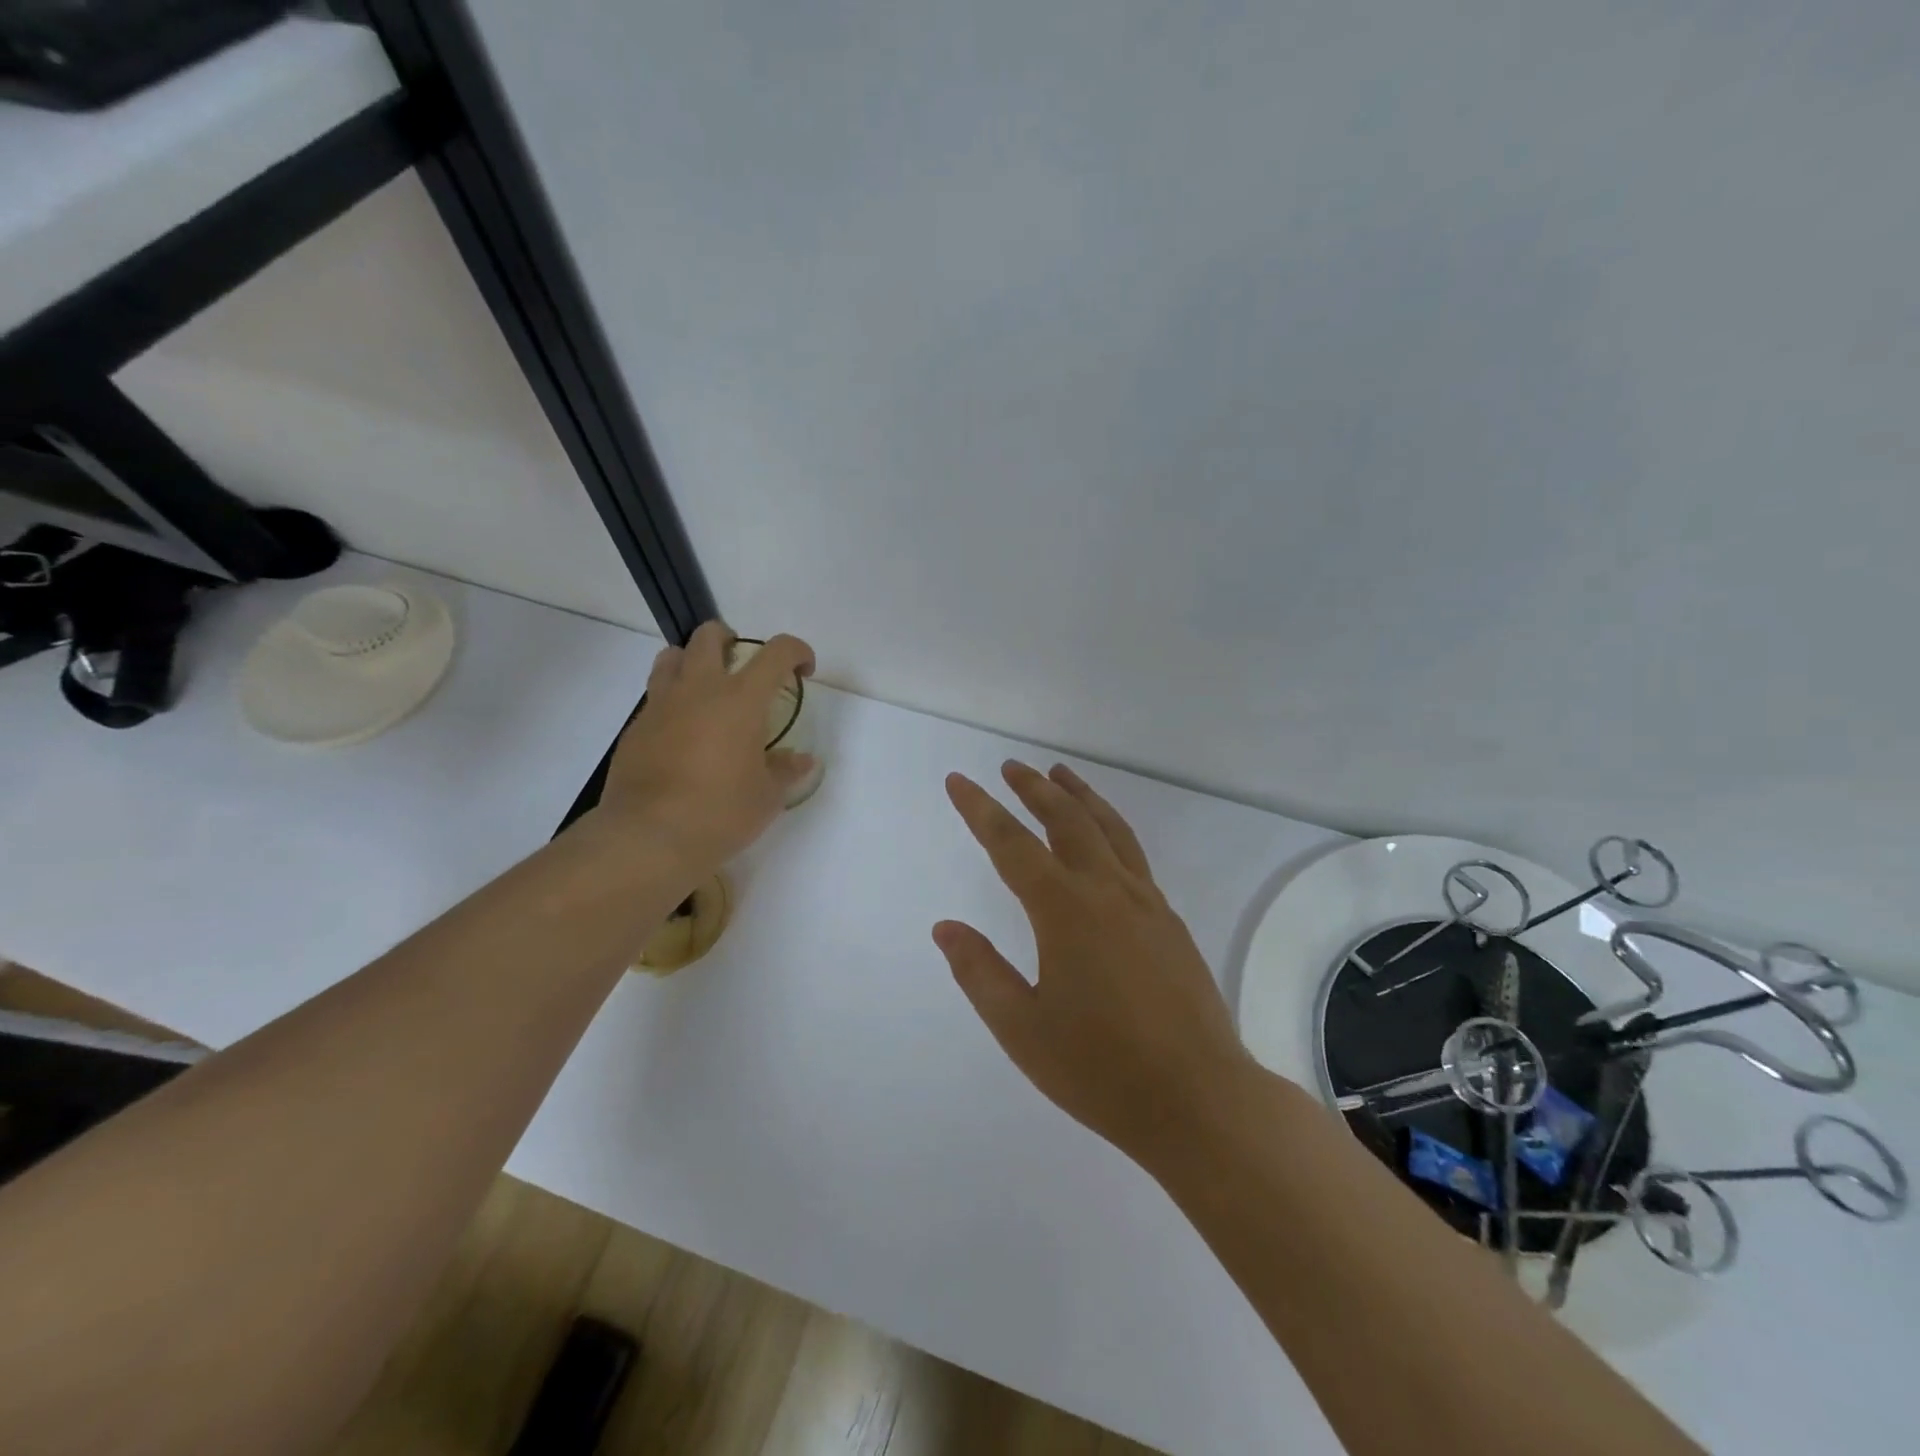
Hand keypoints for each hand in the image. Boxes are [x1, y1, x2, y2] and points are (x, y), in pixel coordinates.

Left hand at [592, 622, 816, 873]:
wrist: (650, 837)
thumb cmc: (721, 812)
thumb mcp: (767, 796)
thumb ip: (786, 770)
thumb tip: (802, 760)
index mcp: (741, 699)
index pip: (776, 652)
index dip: (797, 651)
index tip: (803, 670)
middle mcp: (699, 689)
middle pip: (710, 636)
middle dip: (730, 639)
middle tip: (742, 664)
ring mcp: (661, 705)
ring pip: (671, 657)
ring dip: (691, 661)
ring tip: (705, 689)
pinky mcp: (635, 728)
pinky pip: (655, 697)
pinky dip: (672, 701)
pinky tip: (682, 734)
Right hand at [934, 761, 1256, 1168]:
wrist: (1199, 1099)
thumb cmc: (1100, 1069)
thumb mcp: (1021, 1028)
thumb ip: (980, 972)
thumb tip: (945, 927)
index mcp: (1065, 911)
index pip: (1012, 844)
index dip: (980, 809)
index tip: (958, 780)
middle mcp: (1107, 891)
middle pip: (1066, 820)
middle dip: (1034, 788)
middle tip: (1011, 767)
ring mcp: (1146, 903)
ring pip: (1109, 829)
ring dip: (1080, 796)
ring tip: (1061, 774)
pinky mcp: (1170, 921)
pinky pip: (1133, 854)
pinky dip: (1110, 827)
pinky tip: (1104, 839)